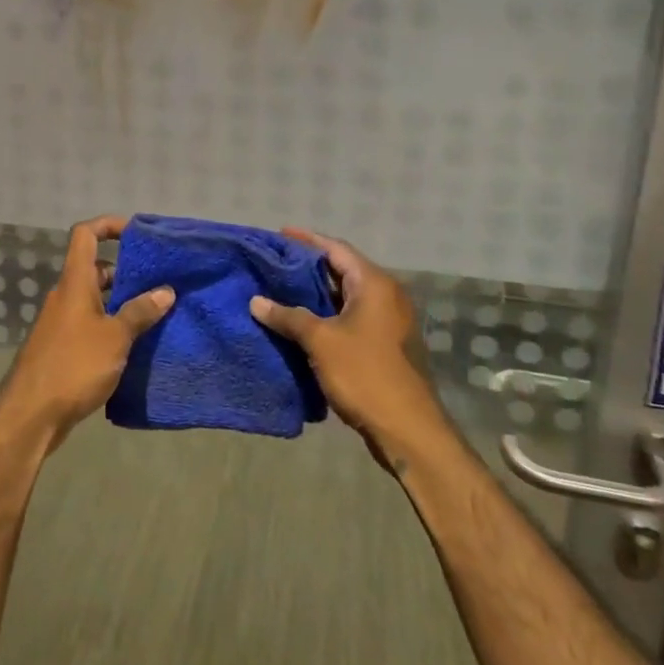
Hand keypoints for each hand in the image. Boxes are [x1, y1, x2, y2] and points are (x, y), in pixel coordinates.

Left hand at [0, 215, 173, 449]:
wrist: (31, 414)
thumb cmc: (74, 365)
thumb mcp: (115, 337)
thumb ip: (140, 312)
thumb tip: (165, 291)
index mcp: (75, 282)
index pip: (85, 234)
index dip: (108, 225)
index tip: (136, 232)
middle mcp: (66, 296)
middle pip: (94, 268)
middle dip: (125, 271)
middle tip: (158, 282)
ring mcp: (62, 322)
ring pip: (94, 299)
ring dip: (121, 302)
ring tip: (154, 314)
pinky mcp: (62, 347)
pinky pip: (90, 323)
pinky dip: (111, 325)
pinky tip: (134, 344)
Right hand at [250, 228, 442, 470]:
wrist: (407, 429)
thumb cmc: (365, 374)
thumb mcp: (320, 340)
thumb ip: (288, 316)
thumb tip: (256, 301)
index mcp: (374, 284)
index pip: (336, 248)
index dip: (306, 240)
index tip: (279, 235)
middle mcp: (385, 296)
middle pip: (341, 269)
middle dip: (307, 266)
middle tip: (273, 264)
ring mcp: (387, 322)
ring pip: (344, 297)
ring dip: (314, 293)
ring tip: (279, 291)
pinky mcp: (383, 345)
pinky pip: (349, 318)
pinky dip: (325, 315)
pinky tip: (299, 323)